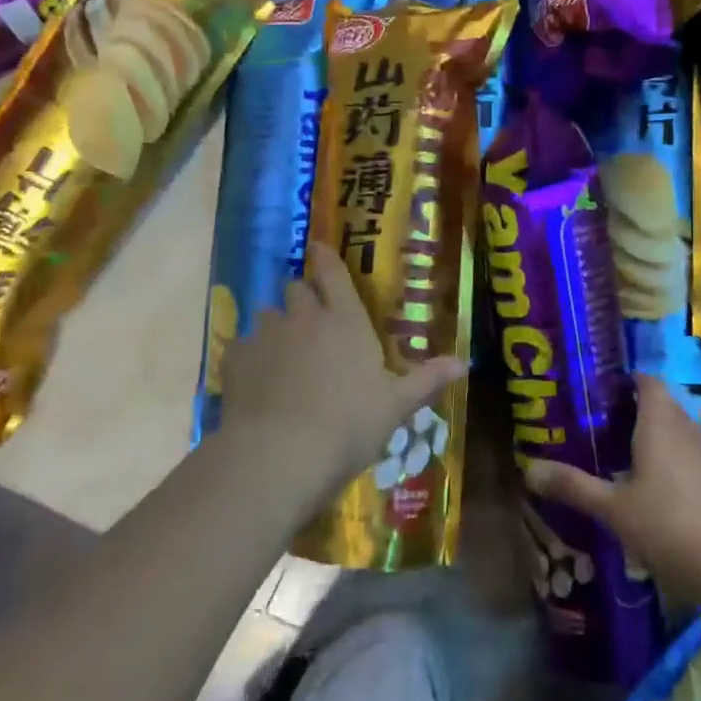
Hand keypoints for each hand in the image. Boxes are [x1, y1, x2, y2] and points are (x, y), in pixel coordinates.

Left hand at [215, 243, 464, 504]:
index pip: (333, 273)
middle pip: (296, 289)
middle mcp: (303, 317)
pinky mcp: (235, 359)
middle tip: (309, 318)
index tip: (318, 247)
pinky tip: (255, 379)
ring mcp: (265, 335)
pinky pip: (240, 345)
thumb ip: (427, 379)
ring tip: (280, 354)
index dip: (325, 257)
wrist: (281, 454)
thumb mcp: (397, 405)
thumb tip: (465, 363)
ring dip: (275, 327)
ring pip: (266, 316)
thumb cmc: (349, 425)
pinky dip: (248, 356)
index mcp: (345, 320)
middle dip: (301, 296)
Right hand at [524, 375, 700, 602]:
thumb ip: (573, 486)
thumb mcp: (612, 508)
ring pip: (680, 434)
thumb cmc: (667, 525)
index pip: (647, 381)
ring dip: (657, 440)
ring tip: (624, 458)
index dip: (626, 381)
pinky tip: (657, 493)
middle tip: (602, 427)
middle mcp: (689, 430)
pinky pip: (693, 459)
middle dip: (636, 412)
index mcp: (660, 423)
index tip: (600, 392)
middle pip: (663, 406)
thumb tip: (528, 469)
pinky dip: (675, 464)